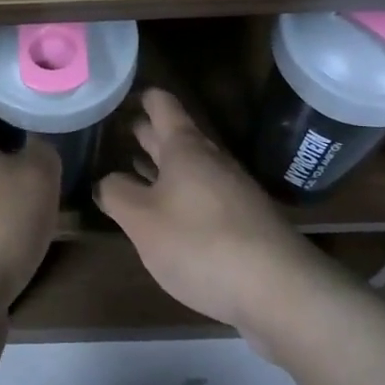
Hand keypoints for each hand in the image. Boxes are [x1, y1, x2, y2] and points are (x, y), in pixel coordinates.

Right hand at [95, 88, 325, 332]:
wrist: (279, 290)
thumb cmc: (201, 242)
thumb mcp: (142, 220)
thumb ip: (117, 194)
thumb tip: (105, 180)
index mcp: (185, 148)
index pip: (162, 105)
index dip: (140, 96)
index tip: (118, 95)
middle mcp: (210, 160)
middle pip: (174, 136)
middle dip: (145, 132)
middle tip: (114, 130)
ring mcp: (230, 191)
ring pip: (187, 168)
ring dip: (159, 166)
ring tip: (128, 167)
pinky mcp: (242, 222)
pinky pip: (200, 196)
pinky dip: (176, 195)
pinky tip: (163, 213)